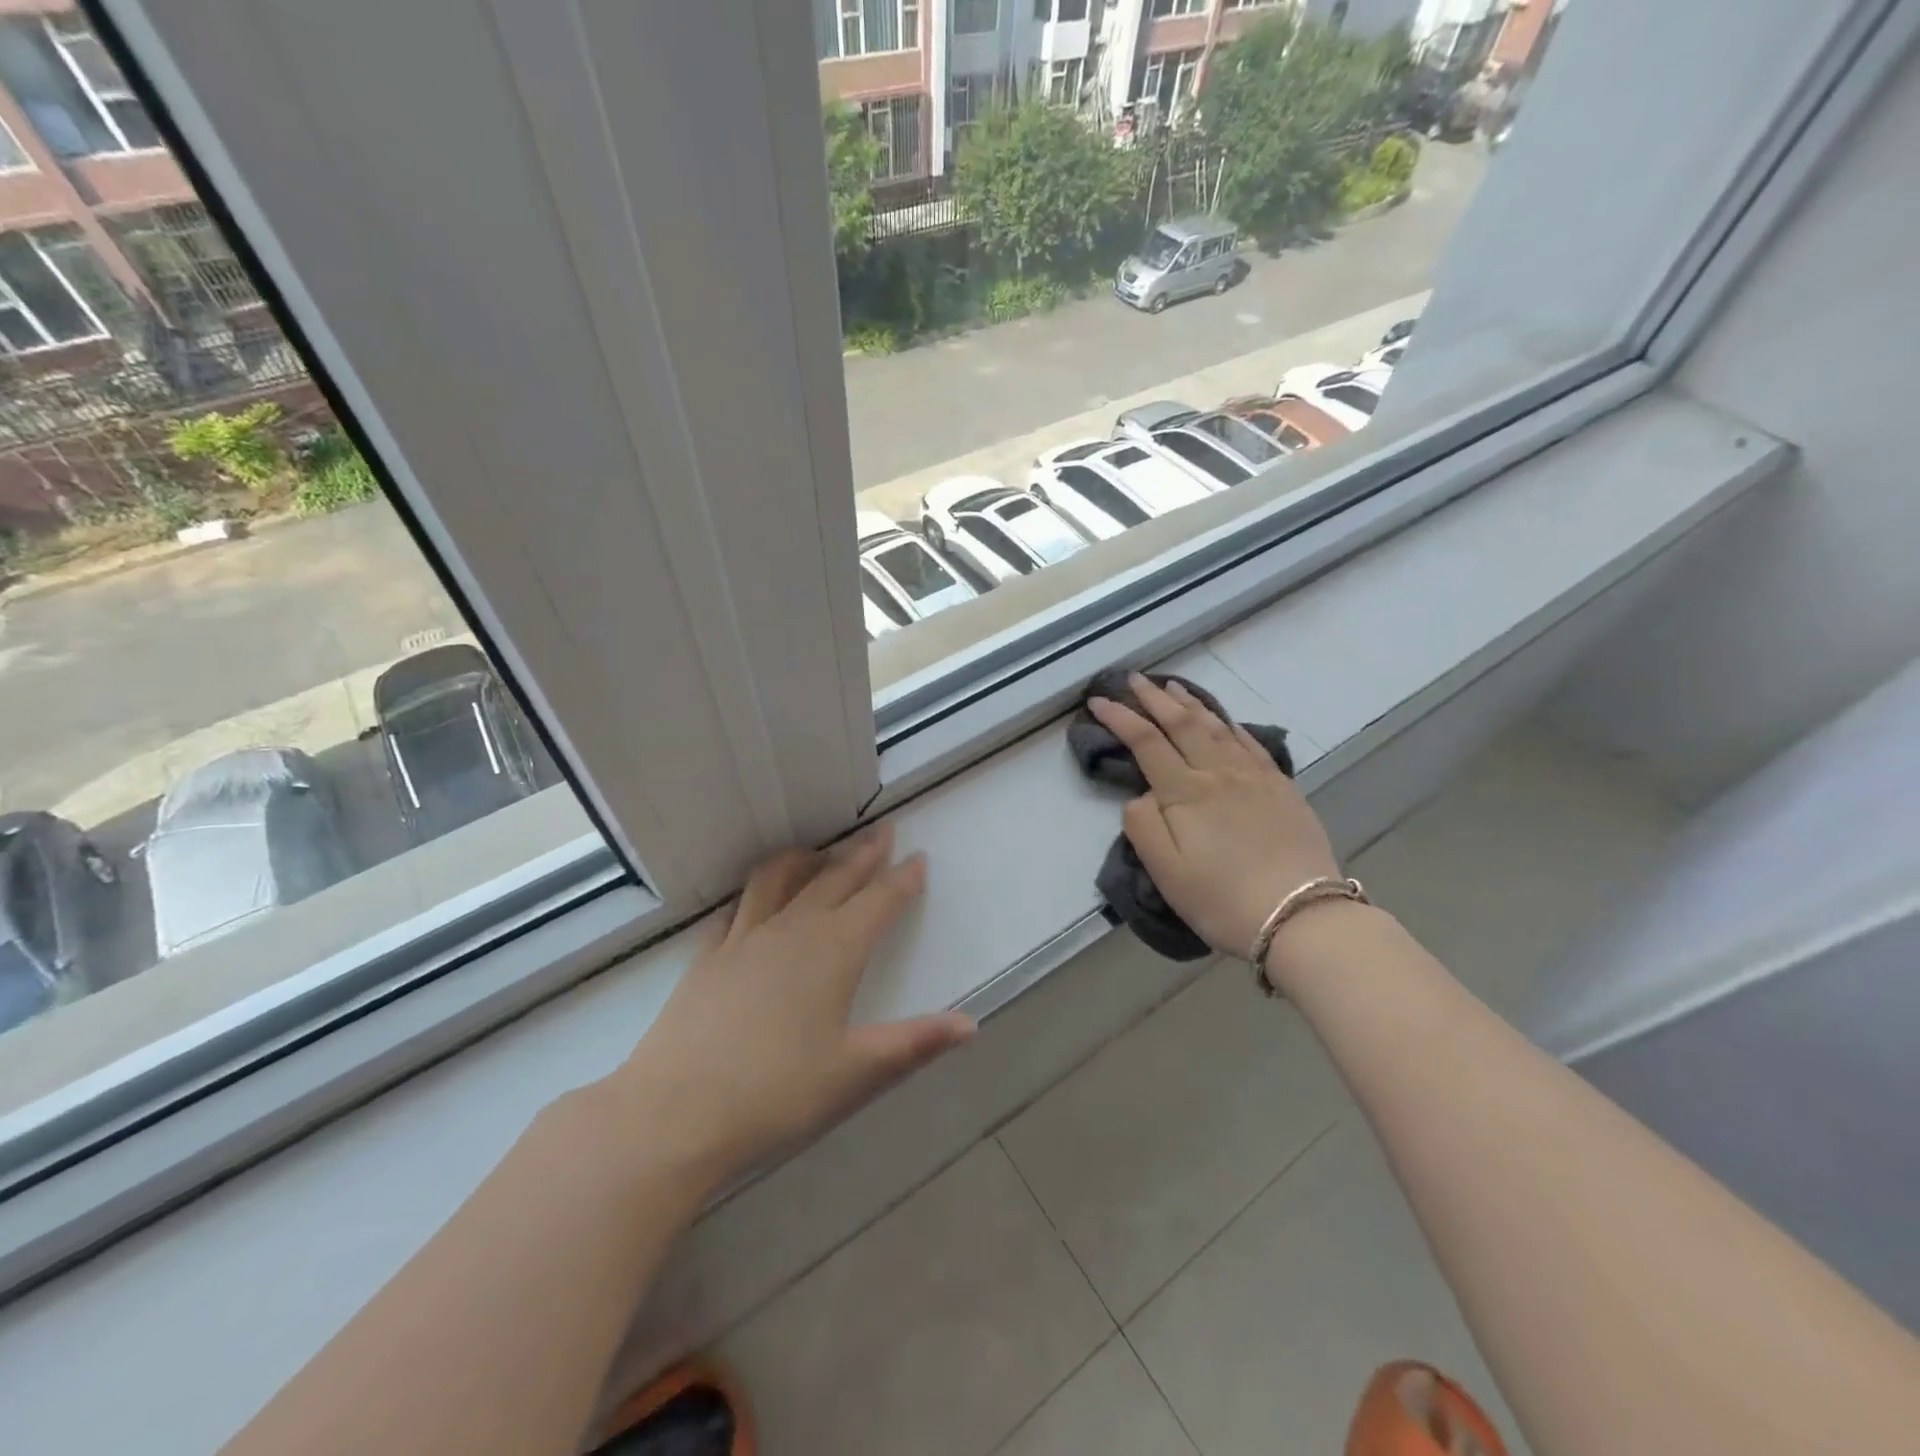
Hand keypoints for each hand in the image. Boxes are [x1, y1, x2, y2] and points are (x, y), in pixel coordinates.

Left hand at [608, 824, 974, 1194]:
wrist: (673, 1114)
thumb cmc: (775, 1095)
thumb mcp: (855, 1073)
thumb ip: (915, 1043)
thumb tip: (971, 1023)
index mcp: (834, 952)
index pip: (878, 902)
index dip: (902, 879)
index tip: (918, 858)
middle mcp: (792, 931)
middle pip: (835, 879)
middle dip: (863, 854)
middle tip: (882, 832)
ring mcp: (744, 938)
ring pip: (781, 878)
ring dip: (808, 859)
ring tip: (820, 851)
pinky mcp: (708, 955)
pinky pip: (738, 906)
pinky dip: (757, 891)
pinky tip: (756, 899)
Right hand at [1089, 674, 1338, 958]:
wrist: (1302, 918)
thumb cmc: (1223, 900)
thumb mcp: (1166, 873)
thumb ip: (1143, 827)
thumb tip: (1141, 796)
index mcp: (1185, 792)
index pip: (1145, 742)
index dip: (1119, 717)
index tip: (1098, 700)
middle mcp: (1219, 773)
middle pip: (1181, 724)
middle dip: (1153, 698)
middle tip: (1134, 679)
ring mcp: (1254, 777)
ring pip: (1216, 727)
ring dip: (1191, 703)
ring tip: (1173, 687)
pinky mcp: (1282, 788)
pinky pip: (1251, 744)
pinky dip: (1230, 725)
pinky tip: (1224, 721)